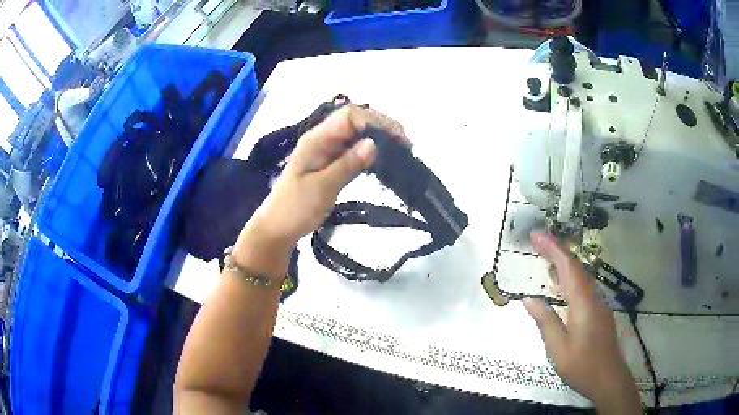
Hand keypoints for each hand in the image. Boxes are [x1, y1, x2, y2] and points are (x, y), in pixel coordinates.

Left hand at [241, 104, 408, 252]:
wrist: (277, 228)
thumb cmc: (295, 208)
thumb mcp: (322, 188)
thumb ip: (347, 165)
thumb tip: (374, 143)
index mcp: (316, 139)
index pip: (350, 116)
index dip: (376, 121)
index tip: (399, 138)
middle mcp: (322, 139)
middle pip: (355, 121)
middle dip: (381, 127)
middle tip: (405, 145)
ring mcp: (326, 151)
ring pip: (356, 135)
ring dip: (378, 139)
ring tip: (401, 151)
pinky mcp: (331, 164)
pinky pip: (353, 151)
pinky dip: (370, 152)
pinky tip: (383, 160)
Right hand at [524, 234, 640, 413]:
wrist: (608, 379)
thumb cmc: (582, 365)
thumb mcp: (558, 348)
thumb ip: (545, 322)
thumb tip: (529, 300)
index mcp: (583, 302)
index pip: (568, 267)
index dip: (553, 249)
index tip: (536, 236)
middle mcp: (593, 297)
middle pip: (576, 266)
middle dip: (557, 250)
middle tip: (537, 241)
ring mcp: (598, 304)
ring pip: (581, 276)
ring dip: (564, 263)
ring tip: (545, 258)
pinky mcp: (598, 312)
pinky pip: (583, 287)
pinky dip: (569, 279)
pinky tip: (560, 286)